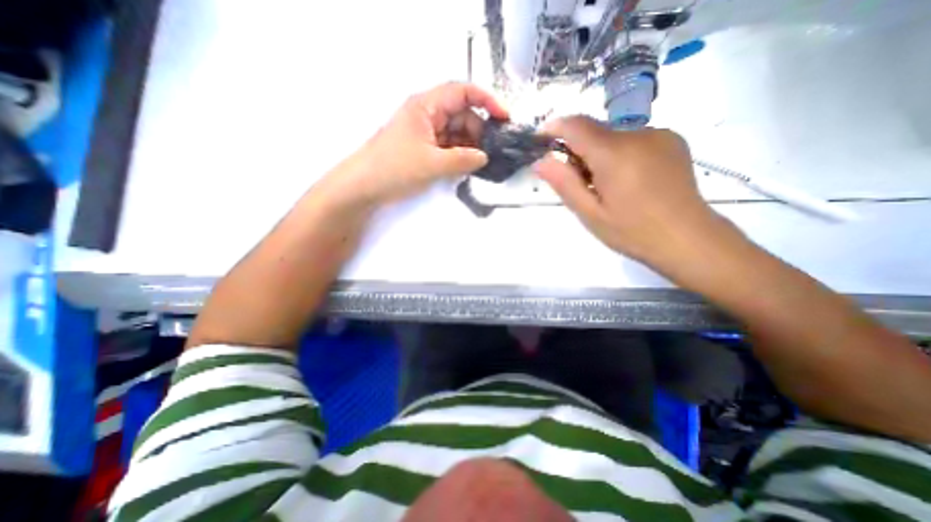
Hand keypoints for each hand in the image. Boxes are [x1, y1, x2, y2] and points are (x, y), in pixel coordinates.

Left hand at [326, 81, 508, 207]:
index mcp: (427, 106)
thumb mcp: (433, 164)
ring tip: (483, 163)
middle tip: (493, 152)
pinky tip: (468, 167)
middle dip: (479, 131)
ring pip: (456, 133)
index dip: (487, 100)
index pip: (463, 92)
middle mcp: (427, 115)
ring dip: (470, 146)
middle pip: (462, 115)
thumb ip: (463, 160)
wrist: (364, 186)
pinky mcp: (424, 149)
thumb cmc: (395, 168)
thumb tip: (484, 157)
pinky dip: (460, 155)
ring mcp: (426, 133)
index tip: (504, 118)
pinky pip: (448, 147)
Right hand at [531, 117, 717, 266]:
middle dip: (577, 149)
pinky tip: (627, 180)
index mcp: (615, 154)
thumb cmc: (633, 232)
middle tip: (577, 182)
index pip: (576, 125)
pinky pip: (632, 140)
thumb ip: (564, 184)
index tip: (541, 142)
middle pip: (594, 130)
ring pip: (612, 135)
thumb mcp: (590, 213)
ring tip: (605, 186)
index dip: (554, 129)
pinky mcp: (672, 140)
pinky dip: (618, 153)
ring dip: (598, 153)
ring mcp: (659, 134)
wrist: (689, 239)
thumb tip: (540, 161)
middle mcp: (638, 134)